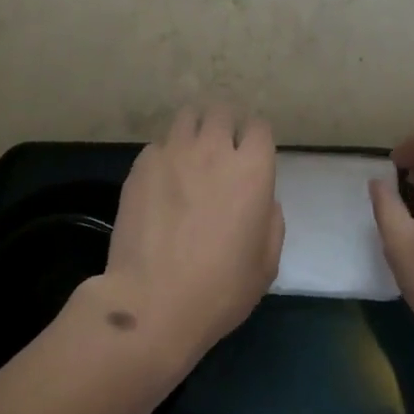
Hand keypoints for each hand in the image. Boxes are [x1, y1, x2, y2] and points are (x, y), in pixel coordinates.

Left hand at [97, 105, 284, 368]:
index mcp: (252, 171)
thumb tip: (262, 200)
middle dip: (225, 125)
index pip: (259, 127)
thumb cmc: (220, 290)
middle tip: (221, 150)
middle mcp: (214, 150)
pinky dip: (165, 155)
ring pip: (187, 117)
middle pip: (222, 111)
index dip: (256, 139)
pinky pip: (159, 145)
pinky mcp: (142, 165)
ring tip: (191, 154)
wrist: (153, 302)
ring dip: (195, 130)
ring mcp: (173, 153)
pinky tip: (162, 181)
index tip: (252, 155)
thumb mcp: (266, 264)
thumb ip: (271, 221)